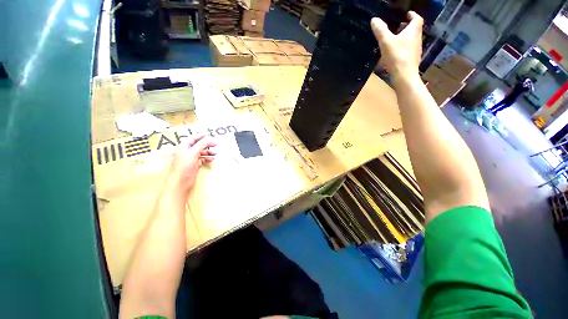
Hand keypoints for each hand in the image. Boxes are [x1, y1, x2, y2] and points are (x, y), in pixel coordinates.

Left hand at [167, 134, 215, 196]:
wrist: (181, 182)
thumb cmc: (184, 166)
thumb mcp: (193, 153)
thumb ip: (201, 145)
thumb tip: (209, 138)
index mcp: (183, 147)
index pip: (192, 138)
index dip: (201, 136)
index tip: (209, 134)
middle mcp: (187, 152)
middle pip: (198, 145)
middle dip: (207, 144)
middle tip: (215, 144)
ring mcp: (191, 159)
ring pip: (201, 152)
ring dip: (208, 152)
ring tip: (215, 153)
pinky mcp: (194, 165)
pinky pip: (202, 159)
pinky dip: (207, 158)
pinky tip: (212, 159)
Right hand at [371, 11, 423, 82]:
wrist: (404, 76)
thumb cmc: (397, 57)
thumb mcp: (386, 42)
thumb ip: (380, 30)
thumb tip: (374, 19)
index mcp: (413, 31)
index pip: (416, 18)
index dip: (412, 15)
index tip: (407, 14)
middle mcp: (417, 39)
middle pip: (414, 29)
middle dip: (407, 27)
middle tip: (398, 27)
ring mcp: (416, 50)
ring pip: (411, 40)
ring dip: (405, 38)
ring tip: (395, 40)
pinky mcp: (412, 60)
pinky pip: (408, 50)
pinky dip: (403, 48)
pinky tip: (395, 53)